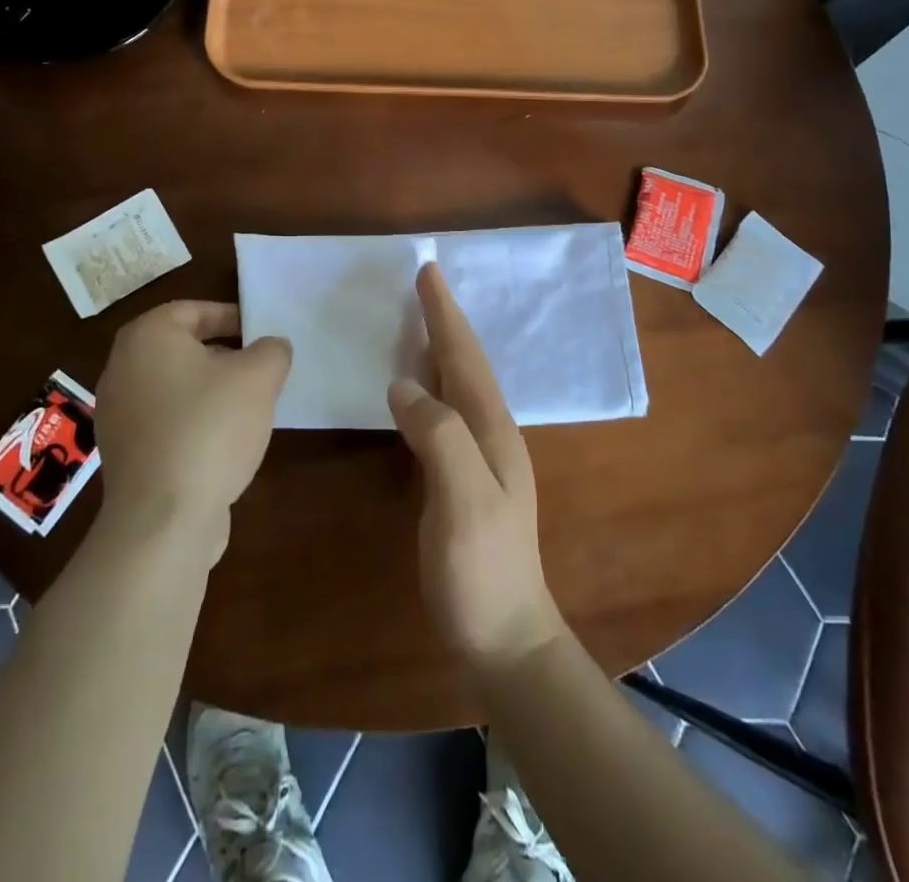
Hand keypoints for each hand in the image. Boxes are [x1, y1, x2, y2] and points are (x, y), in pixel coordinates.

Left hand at [94, 301, 291, 563]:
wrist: (163, 519)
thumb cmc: (209, 428)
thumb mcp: (258, 377)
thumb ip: (272, 351)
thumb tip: (272, 348)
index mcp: (147, 337)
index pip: (193, 310)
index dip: (232, 317)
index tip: (261, 333)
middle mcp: (121, 368)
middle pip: (182, 348)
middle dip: (224, 355)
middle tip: (260, 369)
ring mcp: (117, 414)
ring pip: (174, 386)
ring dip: (210, 390)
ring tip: (249, 407)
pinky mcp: (124, 454)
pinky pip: (165, 422)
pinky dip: (193, 422)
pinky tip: (224, 443)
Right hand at [388, 264, 565, 670]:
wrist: (505, 636)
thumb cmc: (482, 569)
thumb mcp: (462, 501)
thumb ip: (438, 437)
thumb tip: (403, 384)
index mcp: (492, 429)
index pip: (465, 357)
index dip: (445, 315)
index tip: (428, 272)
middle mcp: (491, 432)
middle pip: (465, 362)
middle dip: (445, 321)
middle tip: (423, 283)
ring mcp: (480, 456)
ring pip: (458, 383)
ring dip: (440, 346)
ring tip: (419, 319)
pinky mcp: (463, 477)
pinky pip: (445, 410)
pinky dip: (431, 382)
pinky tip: (417, 386)